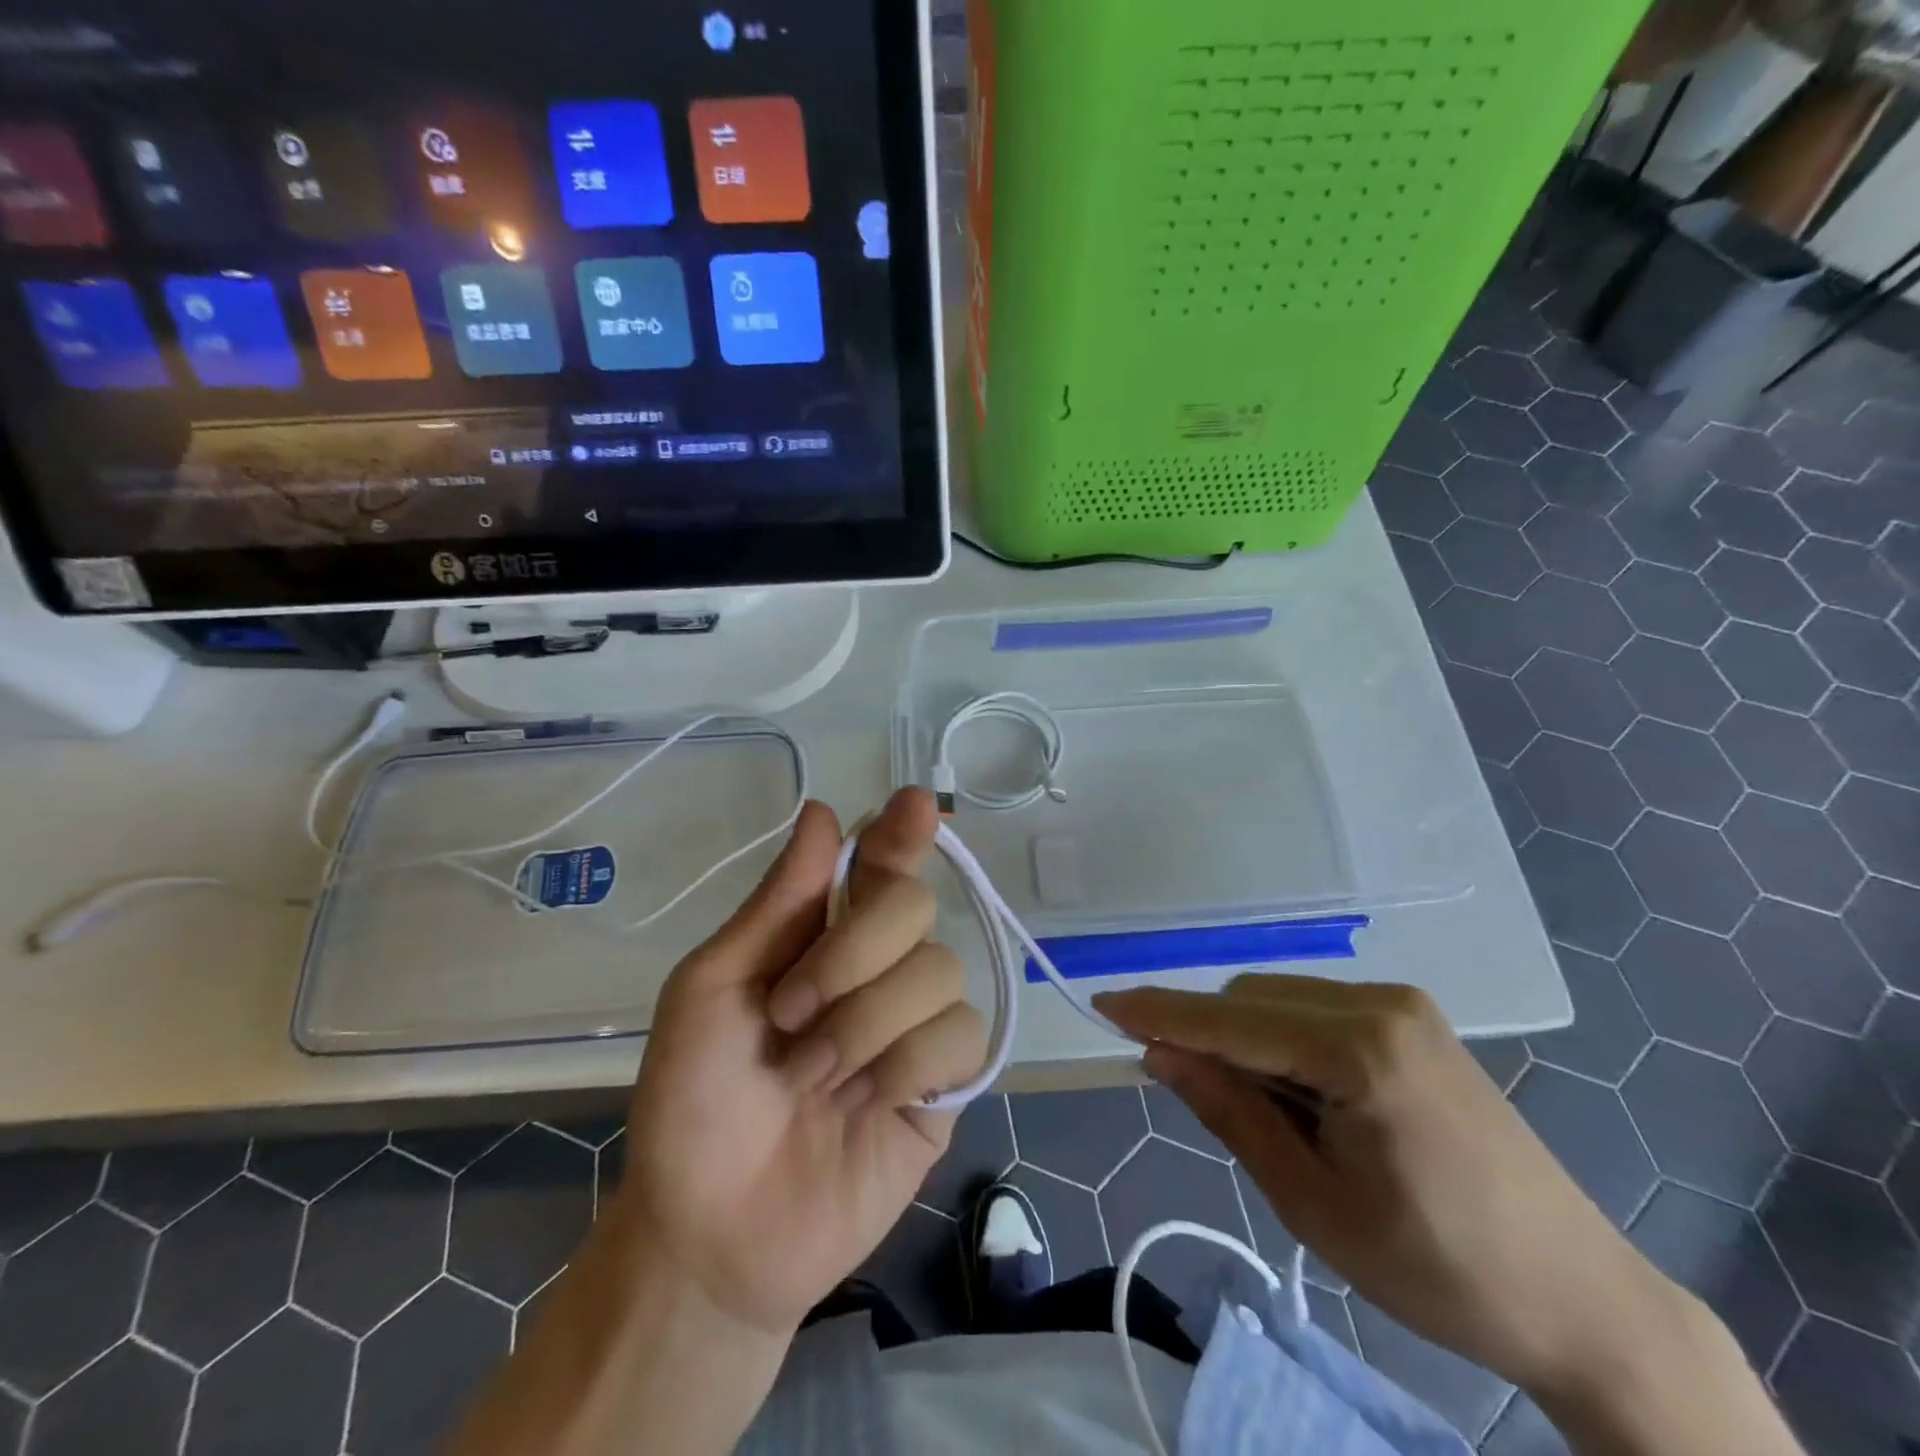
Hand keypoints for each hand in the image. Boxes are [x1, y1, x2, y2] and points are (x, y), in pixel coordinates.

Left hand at [616, 788, 986, 1336]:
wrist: (713, 1230)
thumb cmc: (694, 1099)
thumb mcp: (712, 989)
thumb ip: (777, 903)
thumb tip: (825, 812)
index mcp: (822, 934)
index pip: (880, 863)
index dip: (900, 832)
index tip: (915, 806)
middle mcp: (879, 965)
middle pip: (915, 906)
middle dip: (852, 955)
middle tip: (790, 1014)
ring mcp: (916, 1022)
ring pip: (940, 971)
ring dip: (865, 1025)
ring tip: (815, 1078)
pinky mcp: (946, 1082)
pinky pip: (961, 1036)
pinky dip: (904, 1066)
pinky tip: (865, 1104)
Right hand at [1094, 977, 1677, 1398]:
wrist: (1580, 1298)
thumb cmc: (1439, 1270)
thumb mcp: (1312, 1203)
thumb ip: (1229, 1112)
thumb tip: (1158, 1053)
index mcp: (1360, 1052)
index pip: (1230, 1021)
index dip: (1160, 1013)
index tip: (1101, 1004)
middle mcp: (1380, 1003)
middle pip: (1250, 999)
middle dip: (1207, 1036)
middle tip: (1198, 1101)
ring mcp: (1402, 1004)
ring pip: (1278, 998)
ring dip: (1246, 1040)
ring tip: (1272, 1118)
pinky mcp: (1412, 1018)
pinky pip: (1315, 1007)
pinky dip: (1285, 1039)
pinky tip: (1306, 1096)